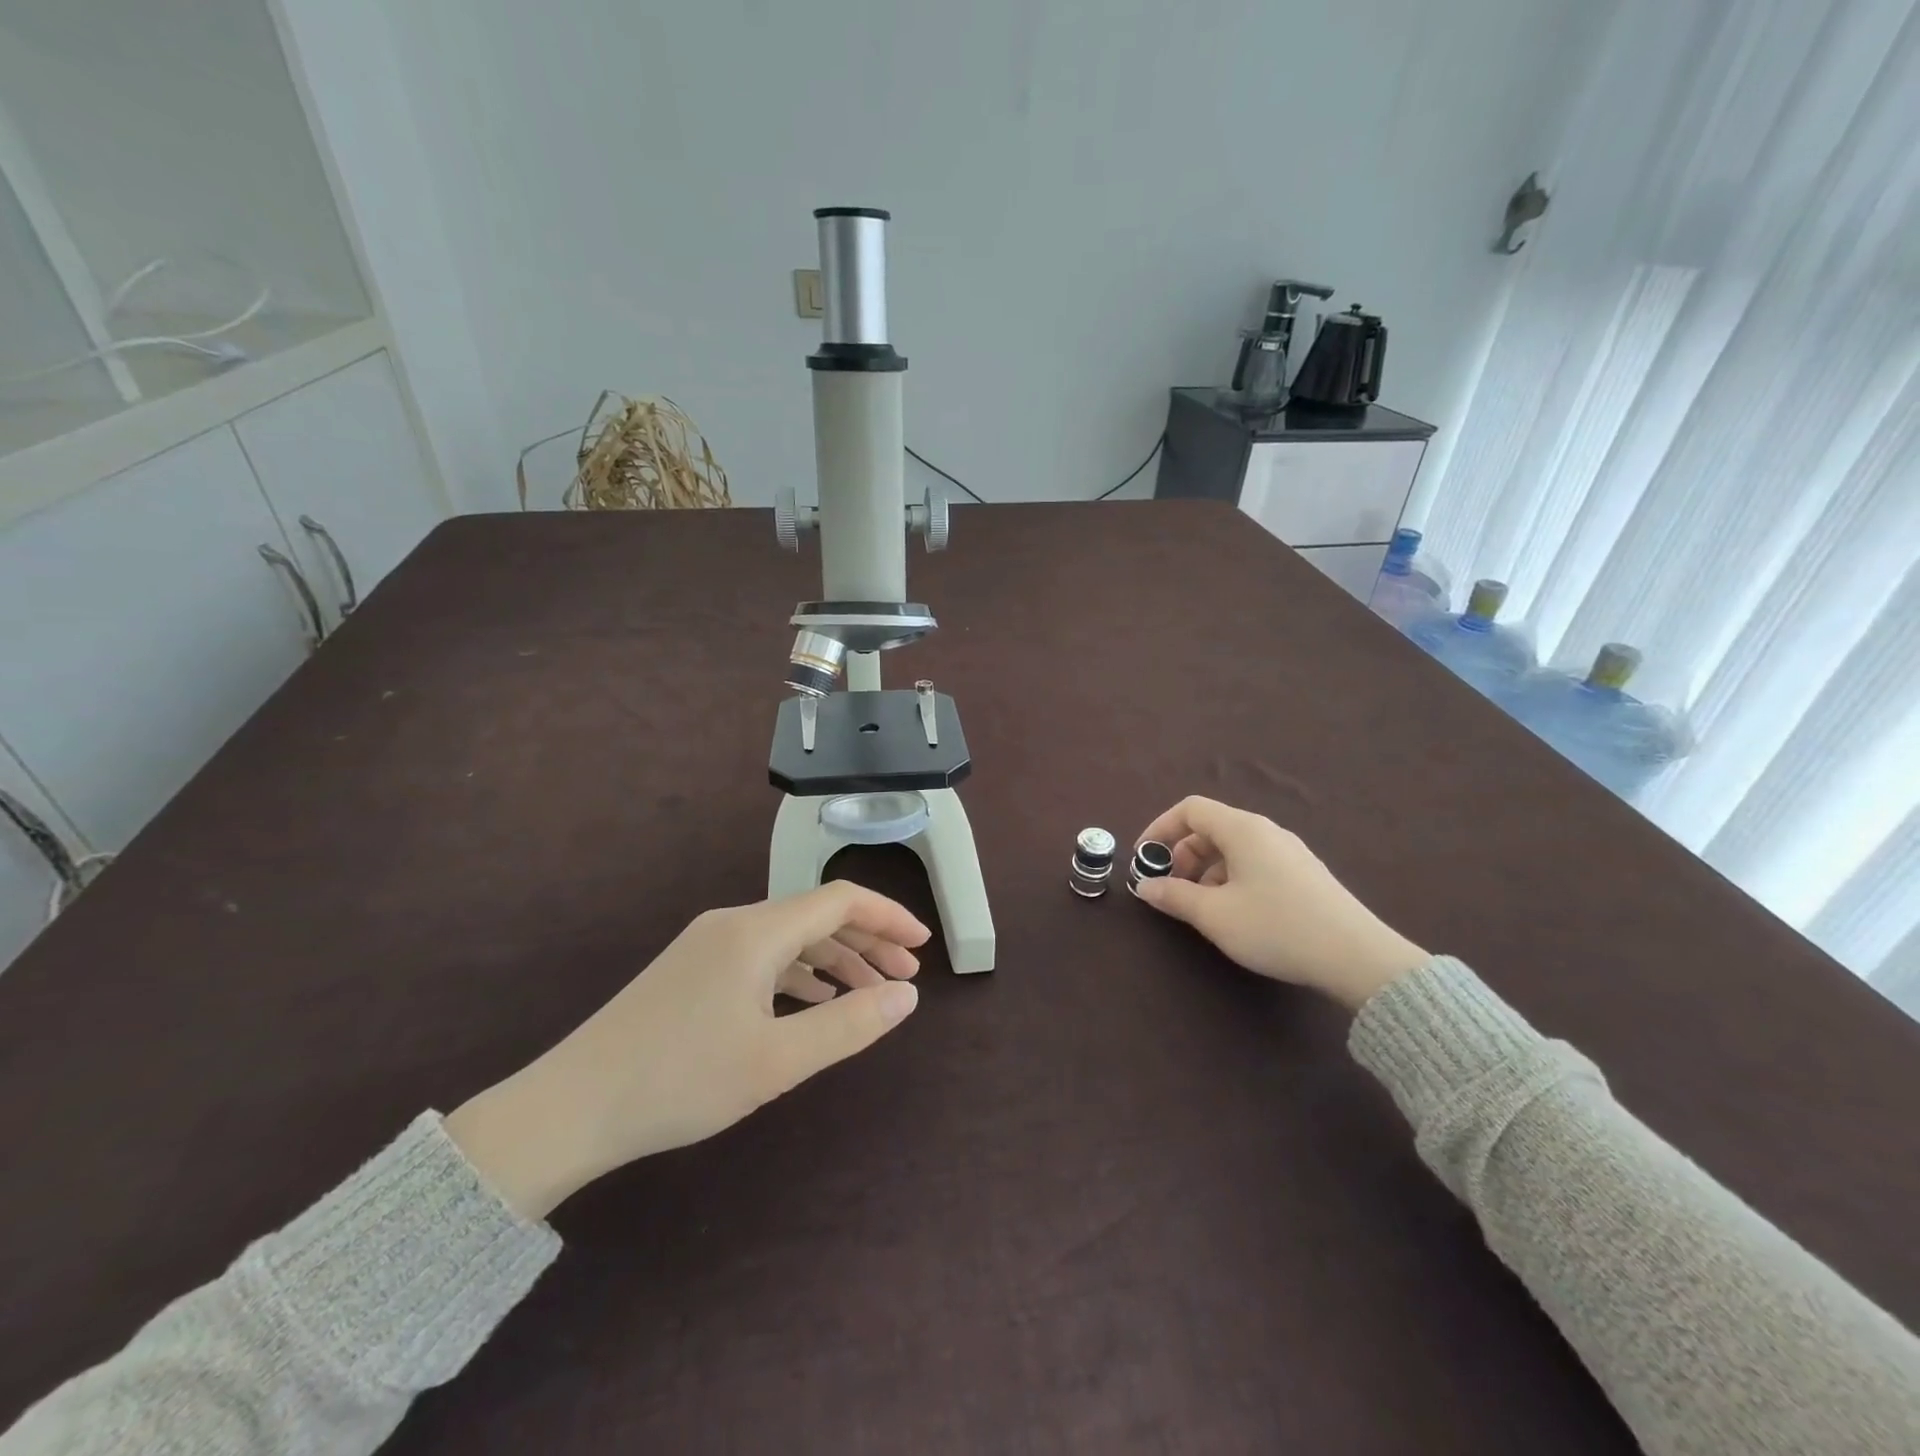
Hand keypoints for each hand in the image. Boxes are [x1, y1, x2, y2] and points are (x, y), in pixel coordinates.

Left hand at [445, 883, 928, 1218]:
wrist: (570, 1108)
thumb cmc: (680, 1081)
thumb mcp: (776, 1061)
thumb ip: (849, 1025)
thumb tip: (907, 997)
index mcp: (757, 932)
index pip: (840, 900)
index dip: (888, 916)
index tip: (922, 947)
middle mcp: (734, 924)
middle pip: (817, 916)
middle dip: (867, 941)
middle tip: (905, 977)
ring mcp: (709, 946)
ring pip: (790, 939)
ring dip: (834, 961)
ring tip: (868, 995)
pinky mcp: (693, 971)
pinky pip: (763, 959)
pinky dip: (799, 976)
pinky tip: (813, 1006)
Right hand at [1133, 796, 1427, 1010]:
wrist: (1356, 956)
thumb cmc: (1275, 926)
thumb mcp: (1214, 915)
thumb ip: (1174, 897)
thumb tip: (1145, 886)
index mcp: (1242, 829)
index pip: (1190, 809)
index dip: (1160, 829)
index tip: (1144, 860)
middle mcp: (1266, 831)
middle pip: (1211, 828)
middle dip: (1182, 855)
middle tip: (1172, 890)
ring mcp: (1289, 851)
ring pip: (1233, 849)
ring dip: (1206, 871)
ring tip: (1202, 908)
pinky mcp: (1304, 874)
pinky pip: (1254, 863)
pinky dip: (1231, 879)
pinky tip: (1236, 914)